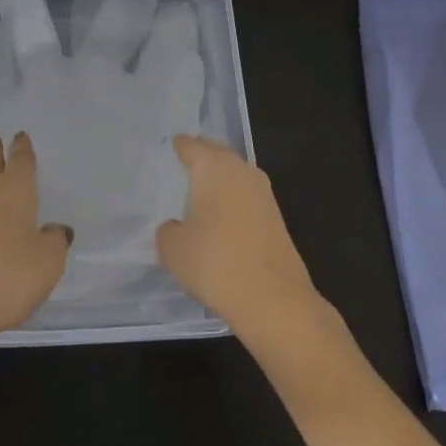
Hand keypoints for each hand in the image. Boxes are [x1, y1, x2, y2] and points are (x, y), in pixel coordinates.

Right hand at [155, 136, 321, 341]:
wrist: (273, 298)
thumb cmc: (215, 262)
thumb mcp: (173, 248)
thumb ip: (168, 231)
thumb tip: (176, 228)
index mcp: (214, 166)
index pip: (191, 146)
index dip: (178, 146)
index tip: (169, 148)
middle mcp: (241, 170)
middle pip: (216, 156)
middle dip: (200, 161)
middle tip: (180, 168)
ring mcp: (263, 194)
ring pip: (234, 178)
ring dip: (218, 184)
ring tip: (197, 196)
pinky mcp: (276, 218)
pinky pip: (246, 200)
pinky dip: (232, 204)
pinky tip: (220, 222)